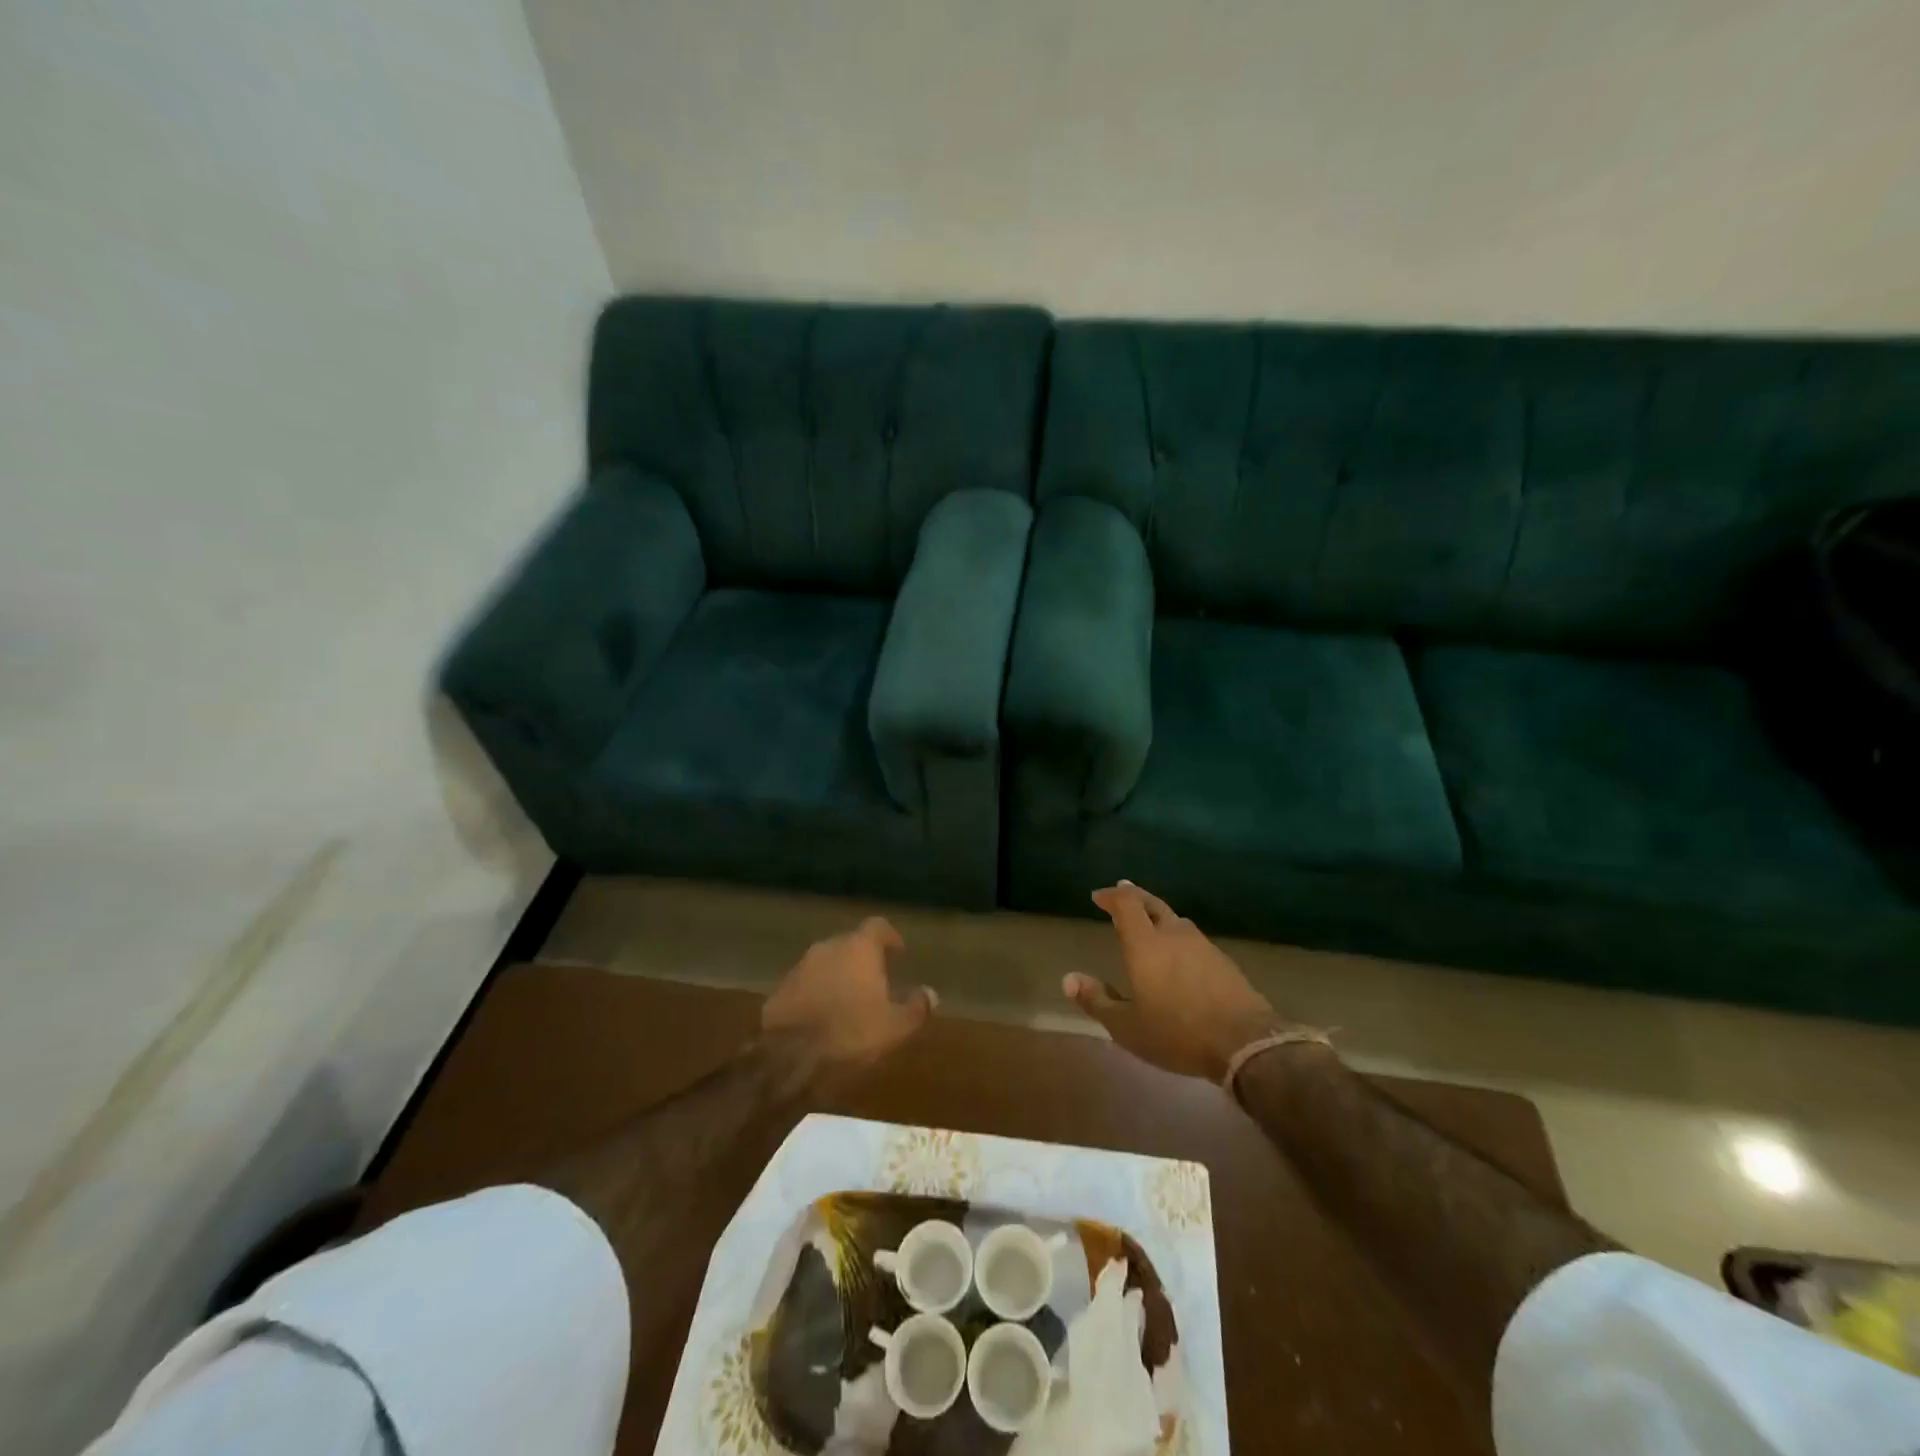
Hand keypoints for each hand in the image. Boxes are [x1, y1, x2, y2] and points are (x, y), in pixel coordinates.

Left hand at [762, 917, 935, 1071]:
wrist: (788, 1059)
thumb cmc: (851, 1035)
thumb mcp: (895, 1027)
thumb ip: (916, 1007)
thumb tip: (930, 994)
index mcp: (858, 948)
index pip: (878, 926)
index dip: (890, 937)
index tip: (898, 953)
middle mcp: (828, 947)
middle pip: (850, 943)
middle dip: (863, 959)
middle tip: (876, 981)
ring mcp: (800, 967)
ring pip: (826, 963)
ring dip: (838, 976)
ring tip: (849, 1001)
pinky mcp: (779, 990)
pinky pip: (805, 984)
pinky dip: (816, 993)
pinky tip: (822, 1017)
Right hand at [1065, 882, 1284, 1080]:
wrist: (1245, 1042)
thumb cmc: (1176, 1032)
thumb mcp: (1127, 1026)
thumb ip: (1097, 1000)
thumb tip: (1068, 979)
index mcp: (1145, 944)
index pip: (1127, 904)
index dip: (1112, 896)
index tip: (1098, 896)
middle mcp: (1173, 935)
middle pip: (1153, 904)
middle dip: (1135, 895)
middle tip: (1123, 891)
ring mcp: (1203, 945)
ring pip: (1176, 920)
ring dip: (1159, 916)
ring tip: (1150, 922)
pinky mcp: (1223, 961)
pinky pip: (1193, 939)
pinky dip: (1178, 937)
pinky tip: (1180, 953)